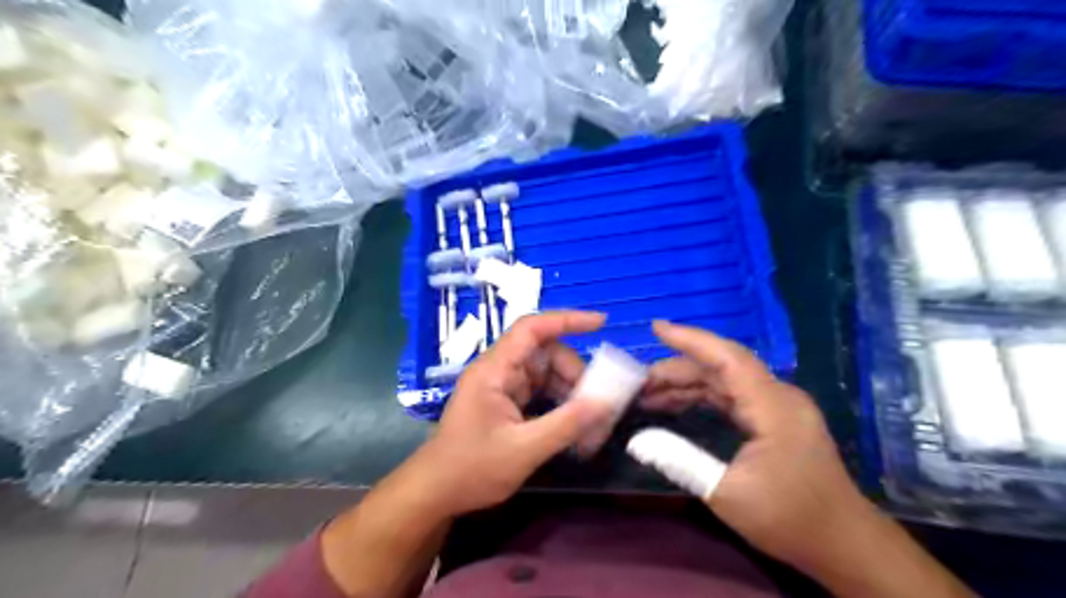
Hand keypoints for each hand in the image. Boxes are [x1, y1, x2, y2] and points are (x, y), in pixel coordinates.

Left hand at [406, 310, 611, 515]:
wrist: (435, 493)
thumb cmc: (471, 469)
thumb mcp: (523, 449)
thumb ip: (566, 424)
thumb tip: (606, 403)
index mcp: (494, 371)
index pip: (531, 329)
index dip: (566, 320)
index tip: (601, 322)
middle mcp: (498, 371)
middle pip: (545, 353)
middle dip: (574, 373)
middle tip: (596, 403)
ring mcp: (502, 386)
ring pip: (546, 373)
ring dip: (570, 391)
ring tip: (588, 421)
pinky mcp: (506, 402)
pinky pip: (540, 390)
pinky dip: (560, 403)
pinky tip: (573, 425)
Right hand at [640, 322, 874, 569]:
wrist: (843, 544)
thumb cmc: (788, 519)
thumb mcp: (726, 493)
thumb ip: (680, 460)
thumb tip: (637, 440)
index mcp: (773, 406)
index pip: (727, 358)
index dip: (690, 339)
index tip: (656, 327)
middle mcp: (777, 396)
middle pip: (721, 368)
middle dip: (678, 369)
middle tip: (639, 383)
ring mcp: (777, 406)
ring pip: (725, 381)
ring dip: (687, 384)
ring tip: (649, 395)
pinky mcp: (774, 419)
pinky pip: (732, 396)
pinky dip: (702, 397)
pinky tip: (677, 405)